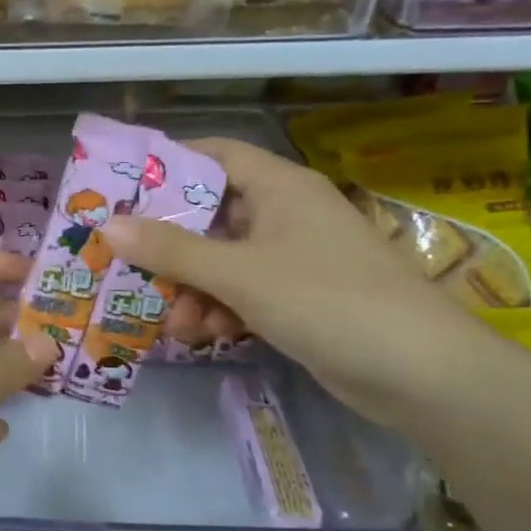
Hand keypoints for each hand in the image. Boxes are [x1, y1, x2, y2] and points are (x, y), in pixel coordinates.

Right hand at [97, 136, 491, 429]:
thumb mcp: (239, 273)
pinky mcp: (300, 298)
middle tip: (126, 259)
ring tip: (169, 318)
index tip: (123, 185)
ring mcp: (295, 258)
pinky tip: (201, 334)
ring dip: (192, 285)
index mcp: (280, 186)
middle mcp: (286, 213)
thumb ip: (171, 250)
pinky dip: (220, 307)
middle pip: (212, 213)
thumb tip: (107, 226)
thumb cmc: (327, 300)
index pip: (215, 155)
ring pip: (224, 258)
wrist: (423, 375)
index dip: (169, 164)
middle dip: (171, 242)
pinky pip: (244, 291)